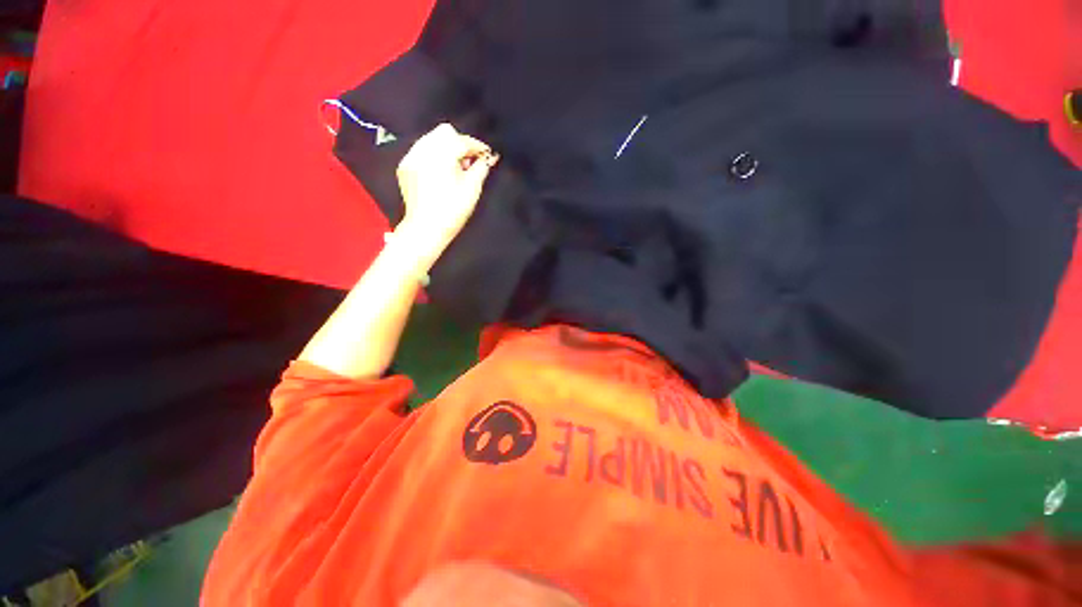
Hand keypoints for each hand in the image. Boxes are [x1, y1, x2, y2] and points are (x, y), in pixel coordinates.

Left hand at [395, 123, 498, 249]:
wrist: (427, 228)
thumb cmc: (452, 210)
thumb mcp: (472, 188)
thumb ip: (482, 168)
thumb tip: (489, 157)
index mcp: (441, 155)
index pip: (463, 140)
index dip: (478, 147)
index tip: (487, 155)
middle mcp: (423, 150)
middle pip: (445, 132)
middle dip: (461, 143)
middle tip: (470, 162)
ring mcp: (411, 157)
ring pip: (432, 139)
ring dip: (447, 148)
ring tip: (456, 168)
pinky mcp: (405, 166)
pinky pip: (421, 150)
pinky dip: (434, 156)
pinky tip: (441, 172)